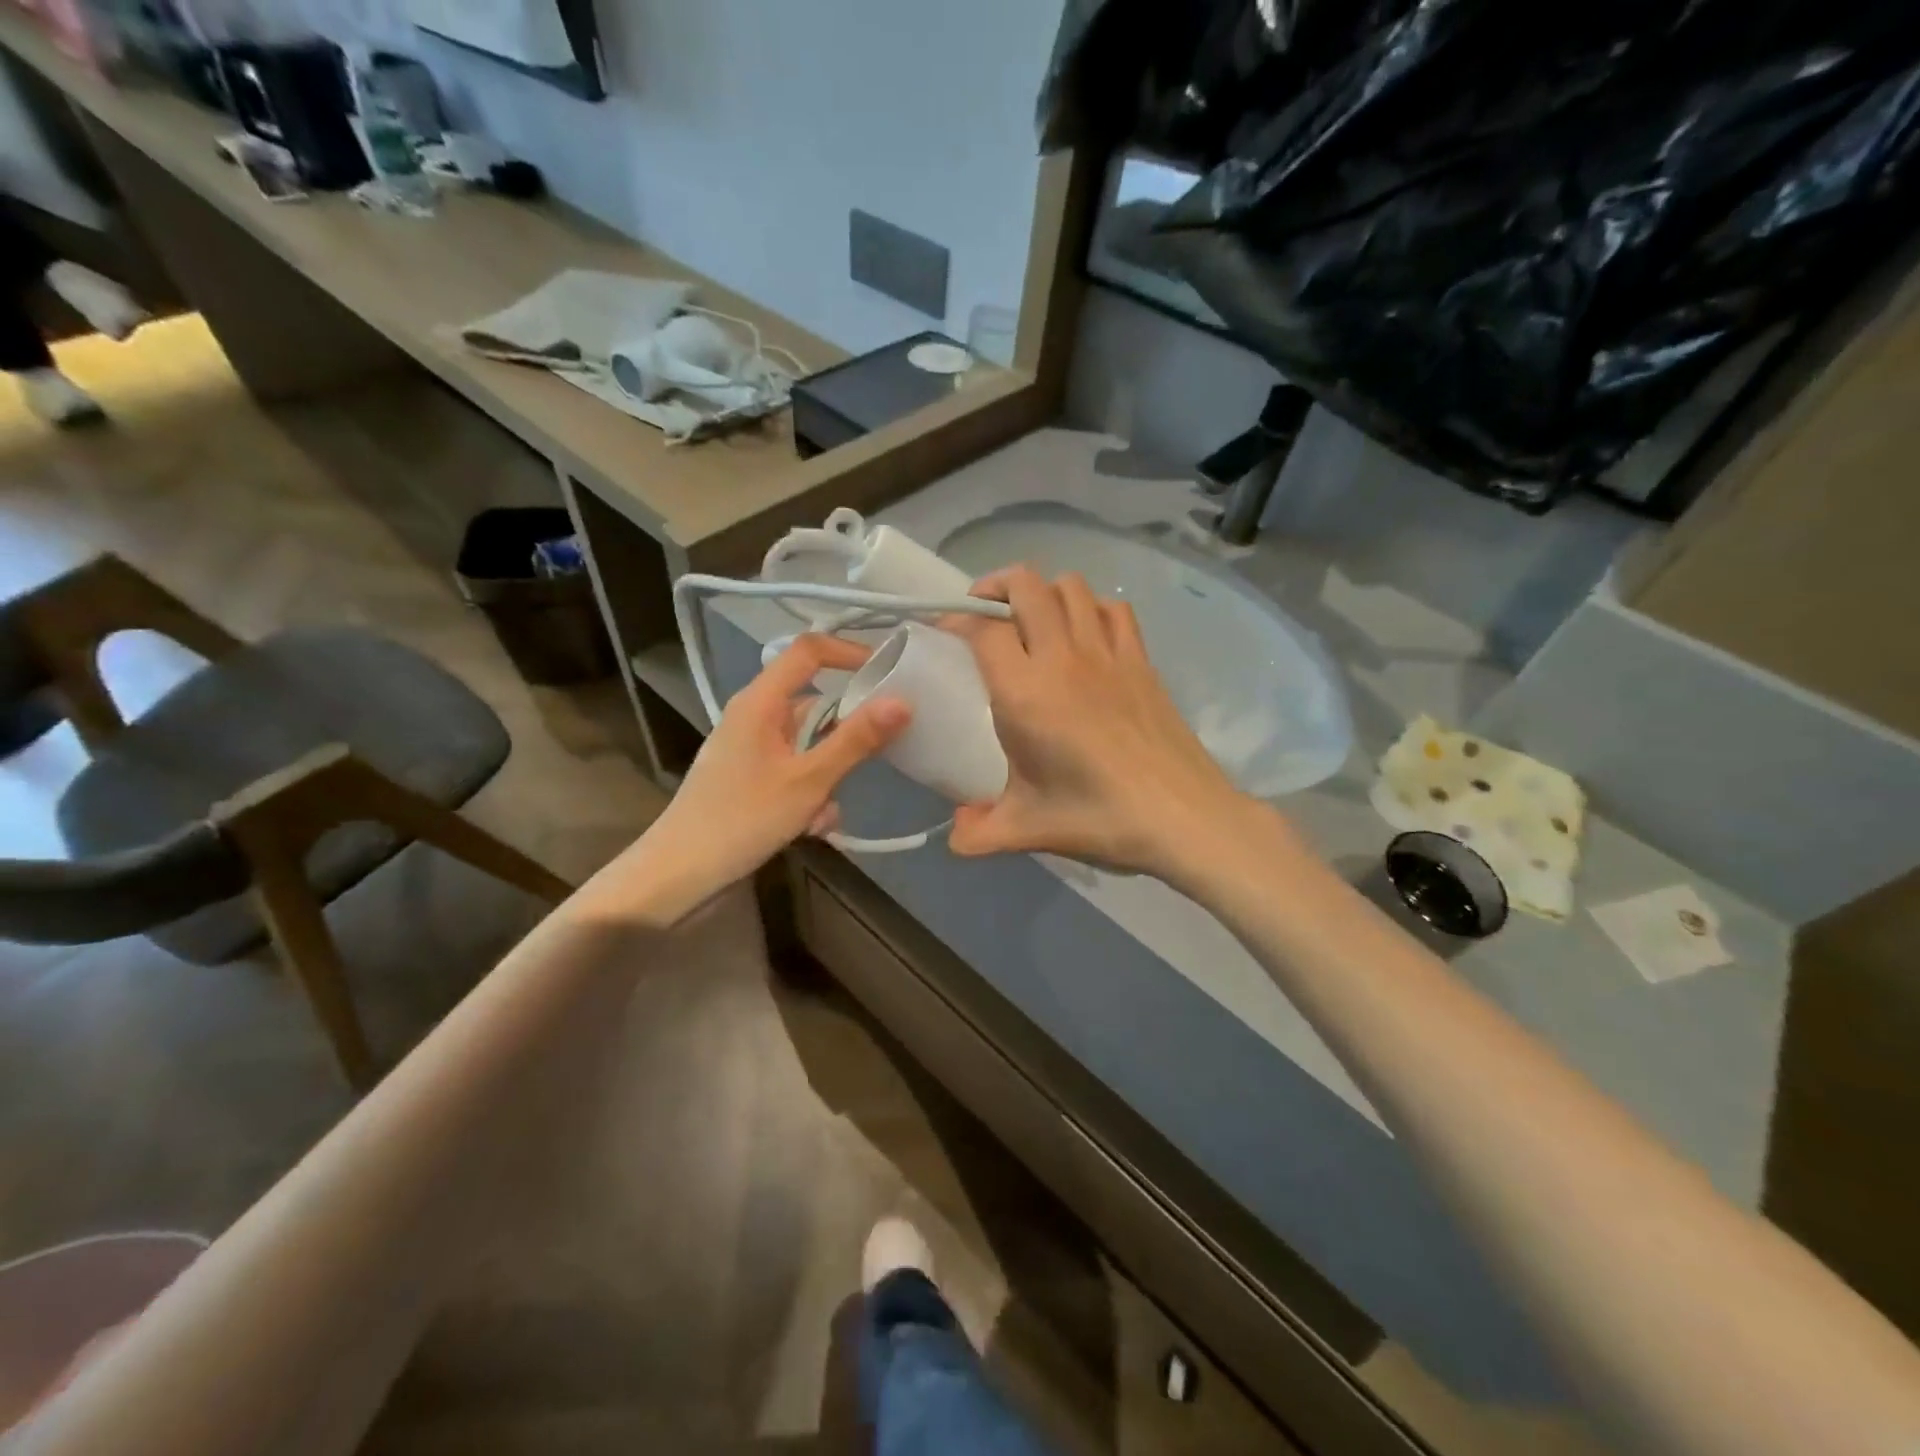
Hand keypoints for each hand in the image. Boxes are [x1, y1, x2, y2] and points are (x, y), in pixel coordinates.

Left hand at [583, 635, 908, 923]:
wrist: (681, 873)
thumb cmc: (743, 819)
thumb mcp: (810, 780)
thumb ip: (856, 740)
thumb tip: (903, 701)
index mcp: (760, 701)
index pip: (809, 651)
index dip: (849, 652)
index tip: (889, 673)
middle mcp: (754, 715)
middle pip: (815, 705)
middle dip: (843, 740)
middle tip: (864, 767)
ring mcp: (751, 746)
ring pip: (809, 745)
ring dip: (826, 777)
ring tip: (822, 816)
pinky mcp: (750, 774)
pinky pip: (794, 770)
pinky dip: (809, 793)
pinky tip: (809, 828)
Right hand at [944, 567, 1263, 881]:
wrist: (1183, 817)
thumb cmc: (1098, 818)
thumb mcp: (1027, 829)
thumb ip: (979, 832)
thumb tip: (955, 837)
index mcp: (1026, 693)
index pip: (983, 630)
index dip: (957, 622)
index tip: (945, 635)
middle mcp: (1063, 658)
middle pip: (1026, 585)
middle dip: (995, 586)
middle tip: (983, 614)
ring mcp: (1108, 653)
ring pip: (1071, 587)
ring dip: (1044, 591)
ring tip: (1031, 619)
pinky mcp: (1141, 661)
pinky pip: (1113, 609)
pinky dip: (1091, 607)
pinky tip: (1084, 634)